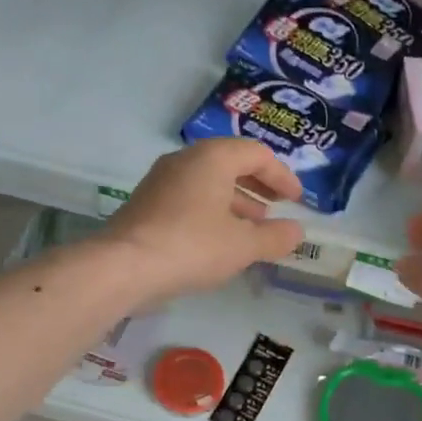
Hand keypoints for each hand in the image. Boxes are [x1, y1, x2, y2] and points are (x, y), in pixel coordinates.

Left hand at [96, 139, 305, 302]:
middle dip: (258, 187)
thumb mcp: (243, 245)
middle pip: (231, 164)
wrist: (124, 266)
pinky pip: (190, 198)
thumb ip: (275, 237)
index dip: (282, 176)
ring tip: (254, 229)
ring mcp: (161, 181)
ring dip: (236, 201)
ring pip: (208, 183)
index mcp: (212, 157)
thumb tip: (297, 231)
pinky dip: (212, 212)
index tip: (297, 200)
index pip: (257, 154)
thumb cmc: (192, 246)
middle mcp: (185, 160)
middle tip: (278, 209)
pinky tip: (220, 240)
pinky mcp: (147, 204)